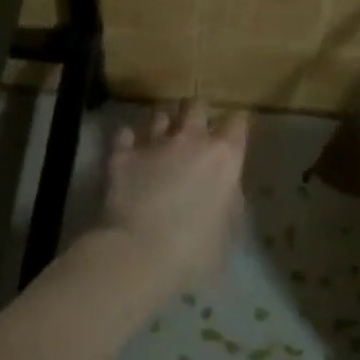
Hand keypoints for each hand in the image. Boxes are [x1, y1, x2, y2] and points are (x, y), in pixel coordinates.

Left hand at [100, 99, 249, 295]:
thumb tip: (225, 189)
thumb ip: (229, 200)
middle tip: (194, 129)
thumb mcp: (228, 228)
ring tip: (160, 139)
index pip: (238, 122)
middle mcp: (191, 139)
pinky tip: (129, 150)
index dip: (235, 124)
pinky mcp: (121, 155)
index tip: (233, 133)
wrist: (140, 253)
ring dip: (162, 124)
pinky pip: (125, 134)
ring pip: (159, 114)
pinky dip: (128, 140)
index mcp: (224, 156)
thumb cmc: (196, 250)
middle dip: (196, 112)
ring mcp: (154, 143)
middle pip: (196, 105)